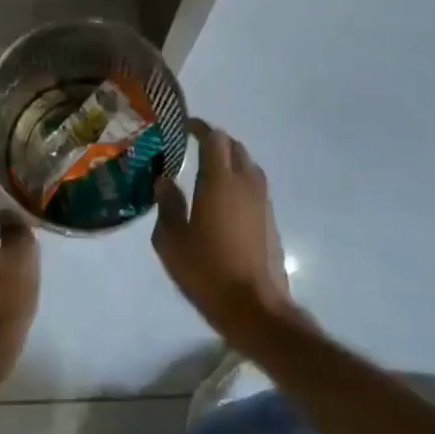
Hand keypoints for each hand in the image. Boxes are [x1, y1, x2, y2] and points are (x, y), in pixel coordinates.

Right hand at [153, 118, 291, 335]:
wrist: (254, 307)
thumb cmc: (206, 272)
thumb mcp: (171, 241)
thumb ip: (168, 205)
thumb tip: (165, 180)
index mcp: (219, 182)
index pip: (214, 139)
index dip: (199, 128)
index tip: (183, 127)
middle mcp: (245, 184)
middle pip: (234, 147)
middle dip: (214, 141)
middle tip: (192, 147)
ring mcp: (262, 201)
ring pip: (248, 165)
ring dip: (230, 159)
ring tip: (207, 169)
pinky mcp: (269, 219)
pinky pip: (254, 185)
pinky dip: (239, 179)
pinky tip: (223, 197)